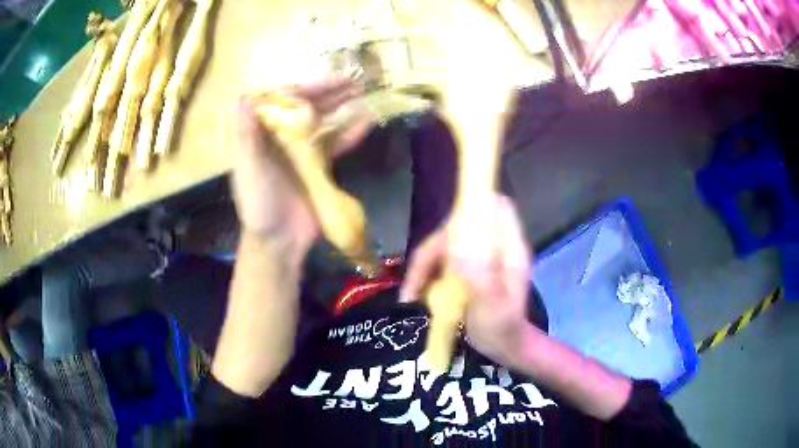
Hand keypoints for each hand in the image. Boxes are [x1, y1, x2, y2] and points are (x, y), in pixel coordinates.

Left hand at [232, 76, 374, 251]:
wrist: (280, 240)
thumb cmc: (259, 204)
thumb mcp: (249, 169)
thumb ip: (246, 136)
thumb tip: (244, 98)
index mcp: (263, 134)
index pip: (283, 102)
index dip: (303, 89)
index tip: (323, 81)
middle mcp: (283, 137)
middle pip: (306, 108)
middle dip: (328, 93)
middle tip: (353, 80)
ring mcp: (303, 151)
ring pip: (324, 122)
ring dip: (342, 108)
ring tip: (363, 93)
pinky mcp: (320, 166)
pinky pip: (336, 145)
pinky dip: (350, 134)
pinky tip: (367, 123)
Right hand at [400, 194, 533, 367]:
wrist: (505, 349)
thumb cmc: (504, 331)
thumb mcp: (495, 309)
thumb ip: (483, 279)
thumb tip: (459, 247)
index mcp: (509, 249)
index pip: (495, 208)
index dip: (472, 206)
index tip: (445, 229)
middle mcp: (495, 246)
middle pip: (461, 225)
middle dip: (436, 246)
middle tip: (417, 278)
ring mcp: (481, 257)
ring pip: (447, 243)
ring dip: (426, 264)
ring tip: (411, 293)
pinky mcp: (468, 269)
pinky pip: (442, 260)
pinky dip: (426, 273)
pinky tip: (416, 293)